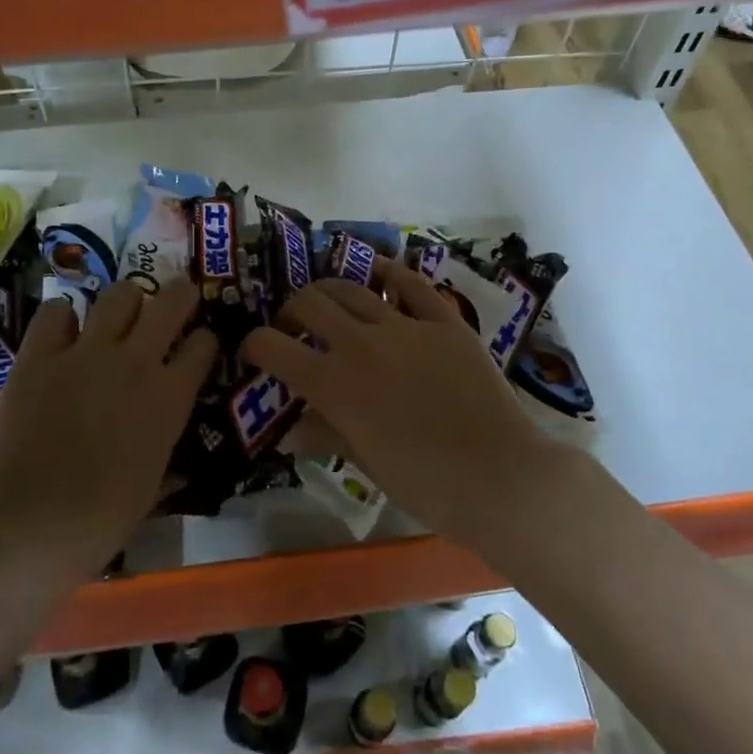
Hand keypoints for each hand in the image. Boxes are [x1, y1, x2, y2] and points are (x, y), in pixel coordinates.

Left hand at [0, 278, 216, 574]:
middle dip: (179, 294)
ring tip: (118, 316)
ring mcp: (87, 352)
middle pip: (171, 299)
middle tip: (174, 303)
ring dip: (125, 301)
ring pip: (119, 294)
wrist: (34, 522)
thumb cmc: (103, 519)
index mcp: (171, 396)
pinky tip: (61, 334)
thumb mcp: (152, 489)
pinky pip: (55, 312)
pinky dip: (61, 318)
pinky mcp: (41, 354)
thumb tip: (177, 470)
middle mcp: (137, 360)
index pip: (205, 344)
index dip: (204, 342)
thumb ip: (166, 462)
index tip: (198, 348)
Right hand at [243, 258, 553, 543]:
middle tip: (294, 327)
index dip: (254, 345)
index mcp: (333, 384)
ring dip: (330, 291)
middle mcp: (360, 343)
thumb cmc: (424, 482)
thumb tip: (290, 429)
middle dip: (290, 311)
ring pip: (352, 287)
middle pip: (309, 303)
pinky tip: (377, 271)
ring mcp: (404, 326)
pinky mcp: (443, 320)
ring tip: (329, 303)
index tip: (254, 352)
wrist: (498, 476)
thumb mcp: (364, 462)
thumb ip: (324, 433)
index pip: (273, 347)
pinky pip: (410, 284)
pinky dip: (388, 272)